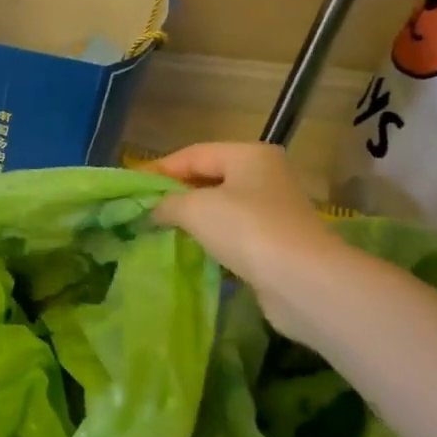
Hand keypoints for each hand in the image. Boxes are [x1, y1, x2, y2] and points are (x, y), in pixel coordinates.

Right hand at [147, 142, 354, 338]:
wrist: (302, 281)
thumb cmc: (246, 229)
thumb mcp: (194, 208)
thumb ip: (167, 203)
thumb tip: (155, 209)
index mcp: (248, 155)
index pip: (193, 154)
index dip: (160, 169)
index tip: (133, 187)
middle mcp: (265, 175)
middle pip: (209, 177)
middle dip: (177, 193)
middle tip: (145, 208)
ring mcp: (274, 209)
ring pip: (222, 206)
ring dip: (194, 218)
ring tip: (162, 229)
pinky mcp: (277, 241)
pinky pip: (234, 232)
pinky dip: (212, 238)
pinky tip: (192, 249)